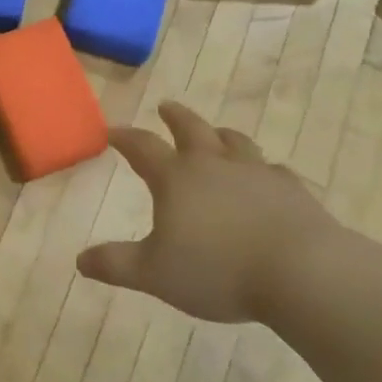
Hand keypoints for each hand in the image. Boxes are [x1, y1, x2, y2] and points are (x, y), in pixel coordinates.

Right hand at [76, 102, 340, 323]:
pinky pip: (274, 170)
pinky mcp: (291, 190)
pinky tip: (267, 176)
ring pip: (234, 141)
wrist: (301, 272)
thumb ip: (116, 264)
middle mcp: (213, 164)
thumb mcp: (154, 274)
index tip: (111, 131)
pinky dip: (263, 169)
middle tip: (166, 107)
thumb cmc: (218, 270)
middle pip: (191, 128)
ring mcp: (256, 173)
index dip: (124, 138)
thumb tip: (80, 260)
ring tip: (216, 133)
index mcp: (176, 178)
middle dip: (175, 117)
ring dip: (220, 134)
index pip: (142, 147)